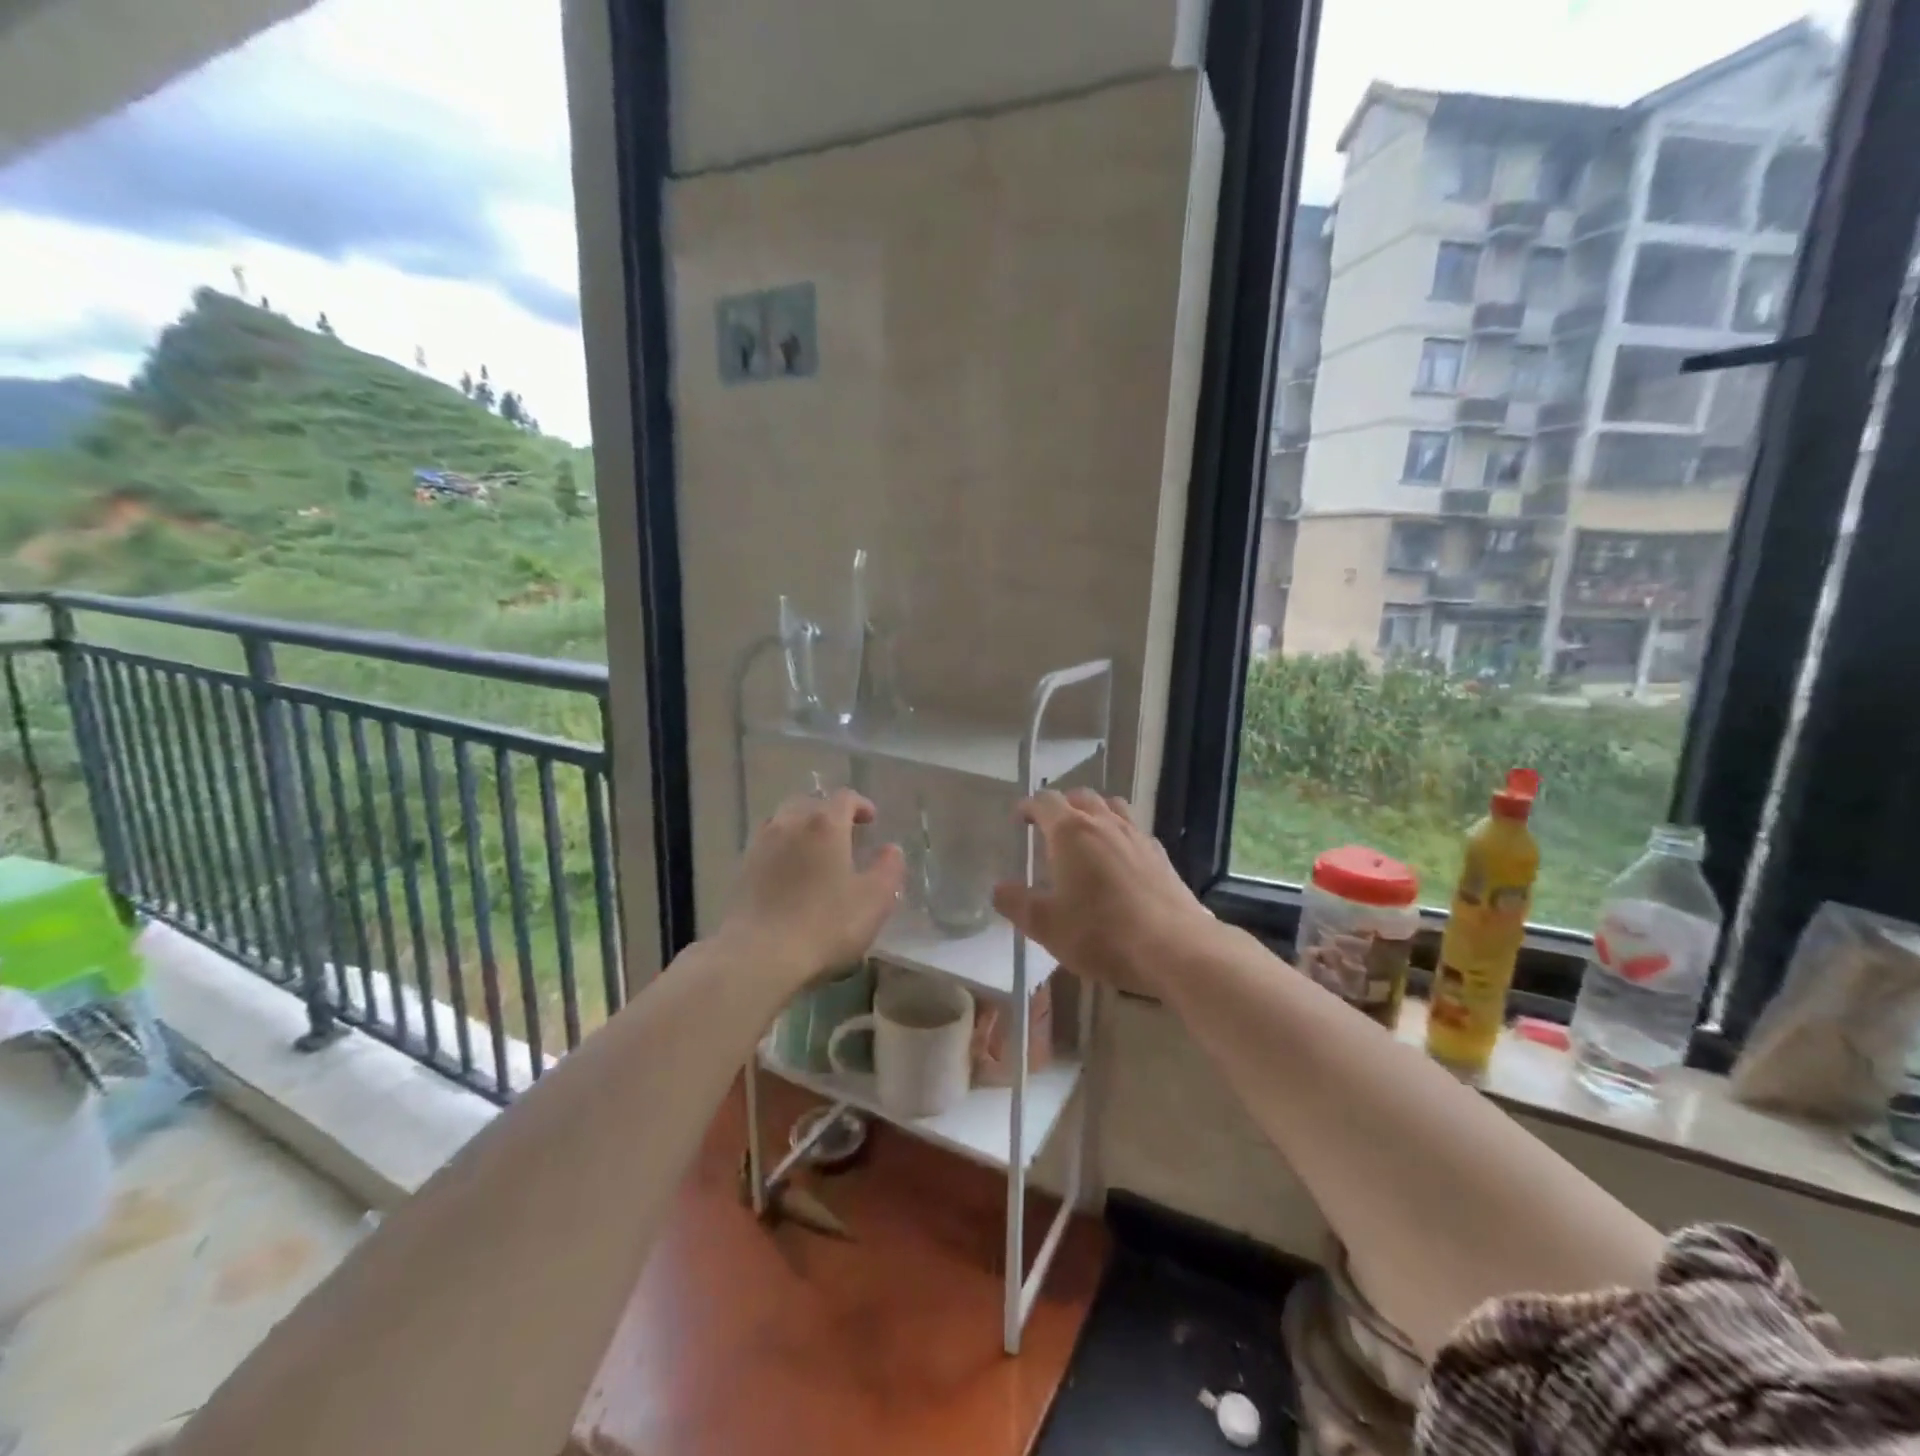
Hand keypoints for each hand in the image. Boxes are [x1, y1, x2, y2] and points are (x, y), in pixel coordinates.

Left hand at [719, 788, 904, 989]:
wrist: (758, 954)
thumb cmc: (825, 924)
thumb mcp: (874, 900)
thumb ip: (888, 869)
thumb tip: (891, 849)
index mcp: (825, 824)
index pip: (845, 798)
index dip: (861, 805)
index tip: (871, 820)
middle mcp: (790, 823)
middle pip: (811, 803)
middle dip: (829, 813)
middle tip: (844, 833)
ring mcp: (761, 844)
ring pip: (784, 820)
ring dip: (802, 827)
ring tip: (814, 850)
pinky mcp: (742, 868)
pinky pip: (767, 844)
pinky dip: (783, 848)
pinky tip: (789, 871)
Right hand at [993, 789, 1215, 993]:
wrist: (1174, 948)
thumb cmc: (1101, 933)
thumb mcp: (1046, 925)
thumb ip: (1017, 903)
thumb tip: (999, 888)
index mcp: (1070, 831)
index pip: (1045, 802)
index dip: (1029, 807)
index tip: (1019, 819)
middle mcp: (1104, 823)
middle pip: (1080, 797)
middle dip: (1061, 806)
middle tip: (1049, 827)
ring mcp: (1137, 836)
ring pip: (1112, 807)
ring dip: (1094, 813)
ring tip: (1085, 835)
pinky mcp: (1161, 855)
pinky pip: (1134, 830)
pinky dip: (1119, 834)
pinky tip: (1119, 859)